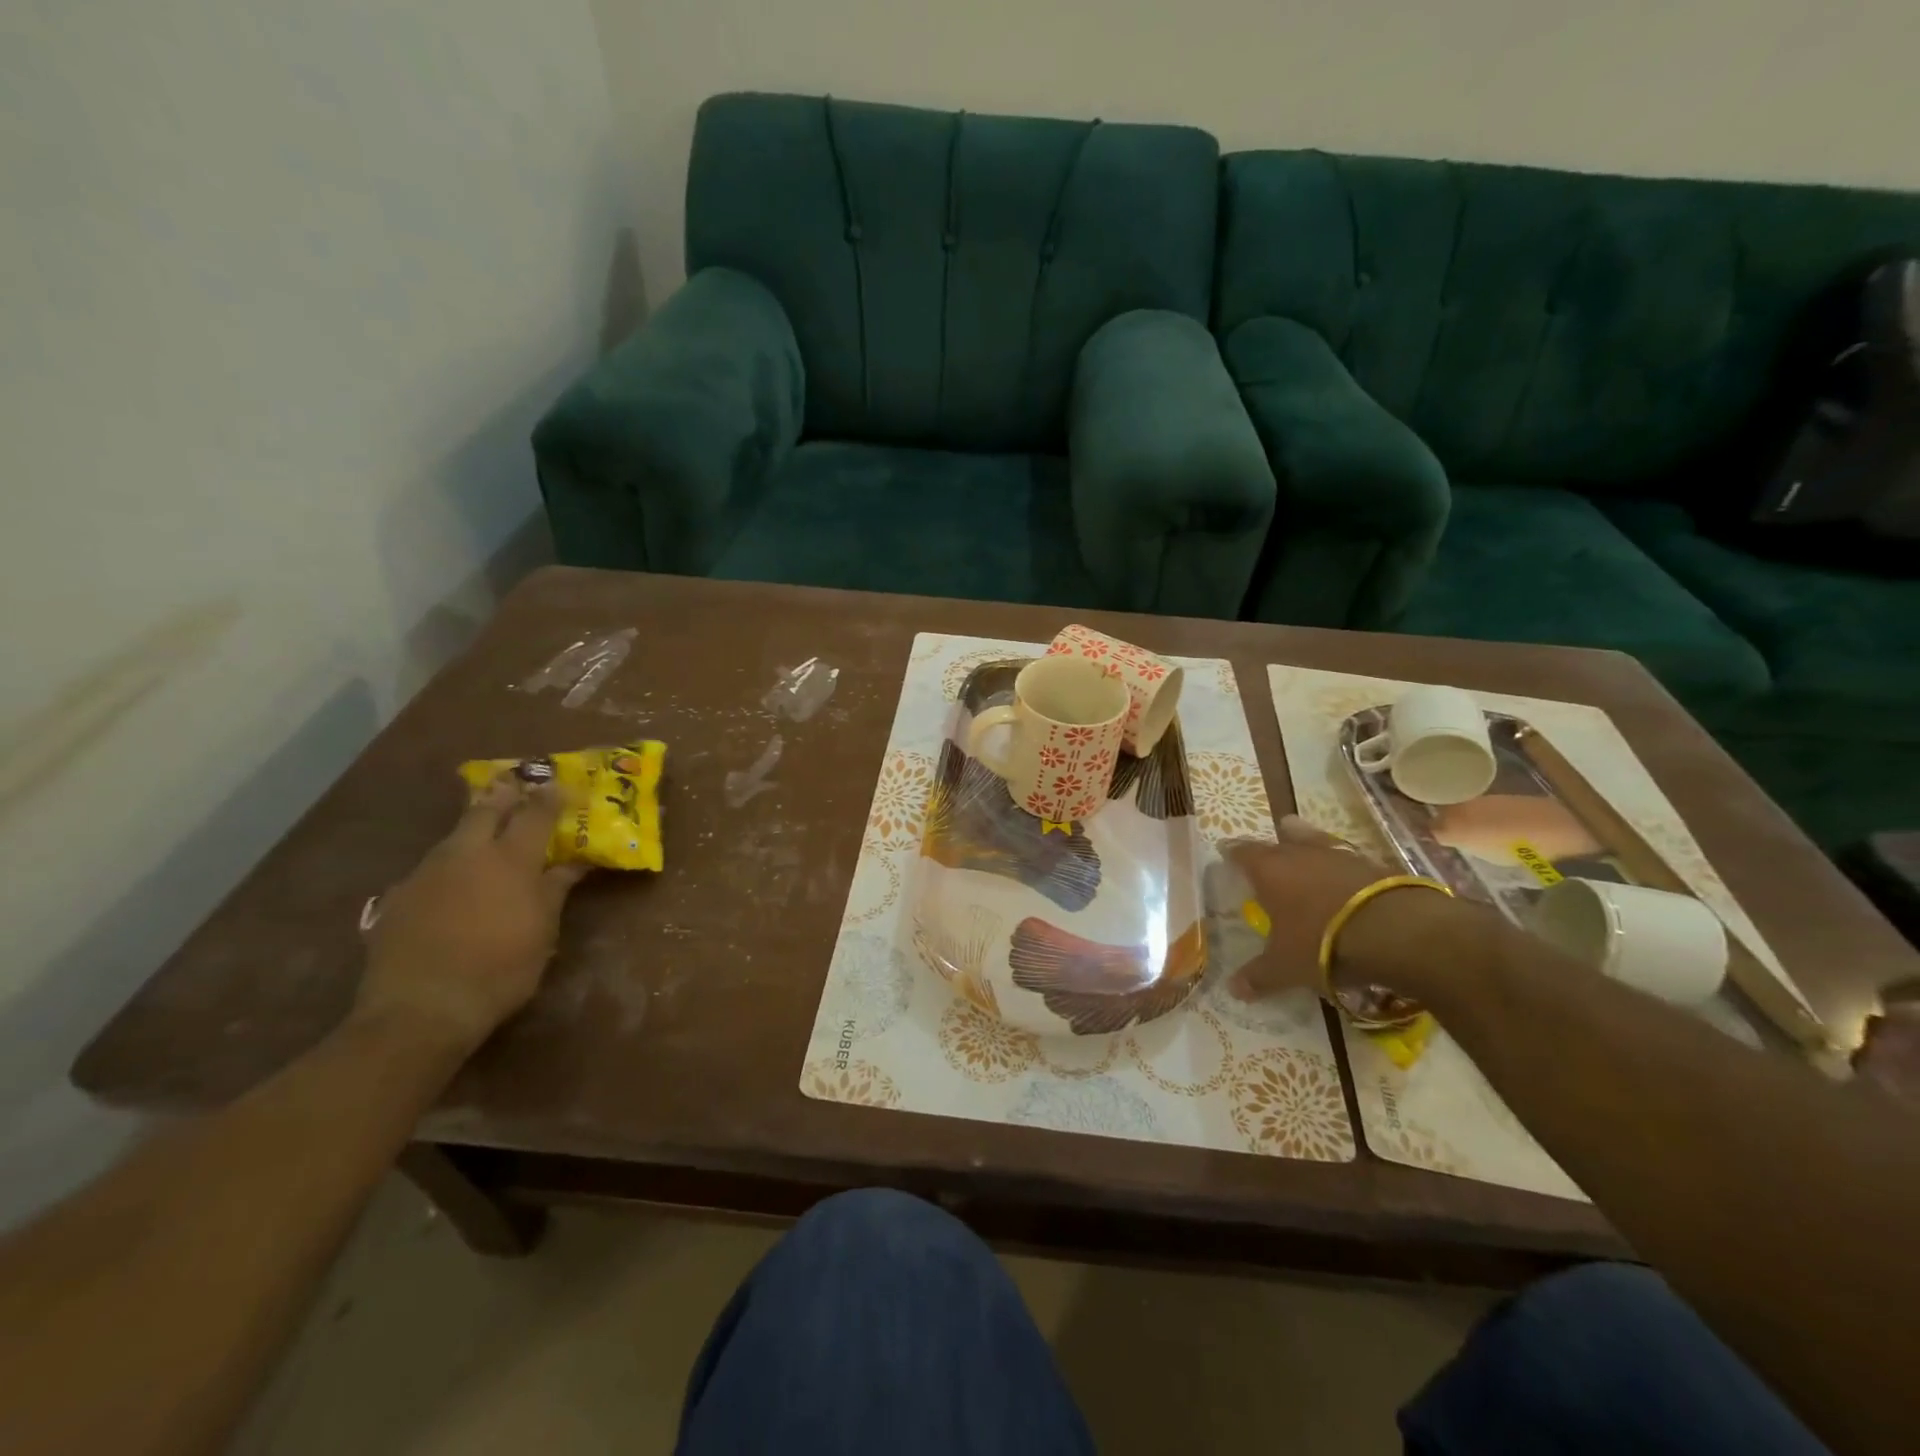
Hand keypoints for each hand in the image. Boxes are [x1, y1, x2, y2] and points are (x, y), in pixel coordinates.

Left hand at [357, 778, 587, 1053]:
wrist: (421, 1008)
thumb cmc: (501, 968)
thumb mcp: (543, 930)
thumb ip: (556, 889)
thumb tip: (575, 863)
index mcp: (510, 859)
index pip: (536, 813)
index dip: (552, 797)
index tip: (564, 786)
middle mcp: (466, 854)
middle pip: (486, 809)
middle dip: (504, 795)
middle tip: (517, 786)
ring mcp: (426, 873)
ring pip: (454, 837)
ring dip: (473, 829)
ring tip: (486, 836)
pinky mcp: (398, 898)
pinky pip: (430, 869)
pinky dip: (449, 866)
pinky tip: (452, 886)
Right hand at [1223, 816, 1396, 1001]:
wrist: (1395, 931)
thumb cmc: (1322, 942)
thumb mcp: (1286, 966)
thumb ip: (1259, 976)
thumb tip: (1233, 990)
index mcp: (1269, 870)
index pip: (1242, 853)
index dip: (1233, 854)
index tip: (1226, 853)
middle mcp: (1299, 854)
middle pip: (1278, 841)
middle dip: (1269, 847)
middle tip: (1265, 854)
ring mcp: (1338, 855)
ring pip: (1314, 841)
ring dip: (1306, 845)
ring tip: (1302, 845)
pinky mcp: (1372, 863)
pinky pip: (1347, 858)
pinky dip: (1340, 865)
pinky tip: (1343, 874)